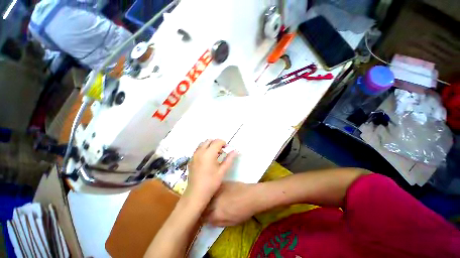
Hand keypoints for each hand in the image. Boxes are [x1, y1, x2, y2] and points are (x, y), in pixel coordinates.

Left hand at [185, 139, 236, 207]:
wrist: (196, 194)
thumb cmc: (211, 183)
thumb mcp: (222, 171)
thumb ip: (229, 159)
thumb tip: (235, 150)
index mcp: (209, 153)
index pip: (217, 142)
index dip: (224, 143)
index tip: (227, 149)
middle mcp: (200, 151)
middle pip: (209, 140)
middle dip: (216, 143)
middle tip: (222, 151)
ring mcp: (194, 155)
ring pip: (203, 144)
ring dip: (210, 145)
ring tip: (215, 154)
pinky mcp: (191, 159)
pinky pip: (198, 149)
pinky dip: (204, 149)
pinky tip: (207, 159)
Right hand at [204, 182, 260, 226]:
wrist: (251, 196)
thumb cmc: (244, 212)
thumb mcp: (231, 222)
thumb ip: (218, 222)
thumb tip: (209, 220)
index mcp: (216, 214)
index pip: (203, 217)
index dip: (202, 217)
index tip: (204, 217)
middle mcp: (214, 201)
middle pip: (203, 205)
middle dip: (203, 208)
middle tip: (207, 209)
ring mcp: (217, 191)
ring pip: (207, 196)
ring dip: (207, 199)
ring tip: (210, 200)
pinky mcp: (221, 183)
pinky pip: (214, 188)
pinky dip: (213, 191)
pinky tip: (216, 192)